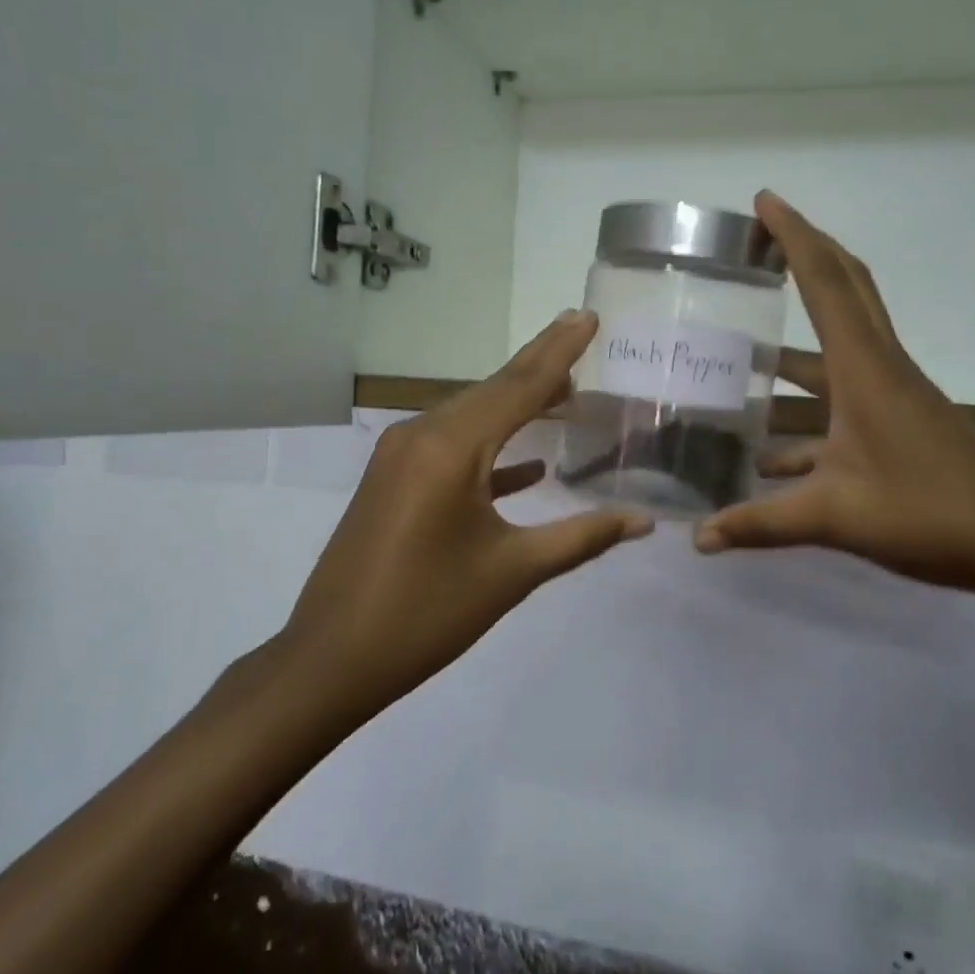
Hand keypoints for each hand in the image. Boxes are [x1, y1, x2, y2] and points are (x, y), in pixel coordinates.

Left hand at [278, 310, 652, 713]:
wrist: (331, 659)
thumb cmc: (427, 614)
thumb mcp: (512, 572)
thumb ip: (581, 537)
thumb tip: (643, 521)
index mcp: (451, 448)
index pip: (519, 386)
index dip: (559, 351)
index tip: (587, 315)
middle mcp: (422, 435)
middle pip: (494, 391)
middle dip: (540, 366)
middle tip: (581, 334)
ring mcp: (400, 456)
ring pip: (471, 415)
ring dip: (517, 404)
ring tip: (565, 392)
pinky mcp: (393, 480)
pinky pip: (452, 447)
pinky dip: (491, 447)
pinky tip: (528, 464)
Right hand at [693, 192, 974, 611]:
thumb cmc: (928, 514)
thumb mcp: (834, 517)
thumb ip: (760, 523)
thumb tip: (697, 538)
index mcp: (864, 368)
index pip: (824, 282)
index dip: (793, 236)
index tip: (764, 201)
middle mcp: (880, 367)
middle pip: (845, 288)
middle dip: (805, 254)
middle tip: (761, 238)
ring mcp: (893, 394)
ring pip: (842, 343)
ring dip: (797, 340)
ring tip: (745, 350)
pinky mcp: (900, 423)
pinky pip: (844, 396)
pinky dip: (807, 411)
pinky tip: (770, 455)